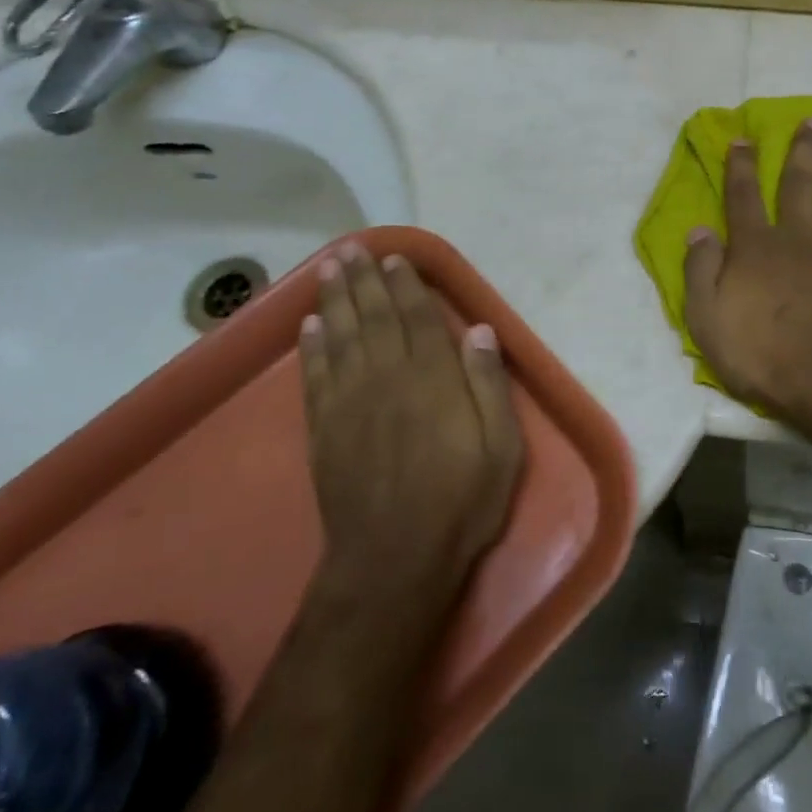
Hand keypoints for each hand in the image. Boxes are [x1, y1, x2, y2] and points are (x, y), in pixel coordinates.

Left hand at [298, 244, 523, 608]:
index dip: (407, 285)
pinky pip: (315, 376)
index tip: (397, 259)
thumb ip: (489, 385)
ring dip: (335, 299)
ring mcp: (350, 403)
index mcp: (432, 379)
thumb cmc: (461, 502)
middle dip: (364, 280)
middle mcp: (387, 379)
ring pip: (340, 336)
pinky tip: (310, 326)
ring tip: (329, 268)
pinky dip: (312, 347)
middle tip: (353, 248)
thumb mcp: (502, 447)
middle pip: (374, 317)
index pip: (417, 318)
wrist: (394, 562)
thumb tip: (479, 330)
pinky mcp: (324, 430)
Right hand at [682, 119, 811, 421]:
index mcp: (756, 246)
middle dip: (804, 148)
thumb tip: (699, 228)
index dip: (741, 165)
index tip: (743, 139)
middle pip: (800, 182)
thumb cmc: (760, 356)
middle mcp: (798, 234)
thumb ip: (700, 270)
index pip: (744, 195)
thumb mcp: (707, 320)